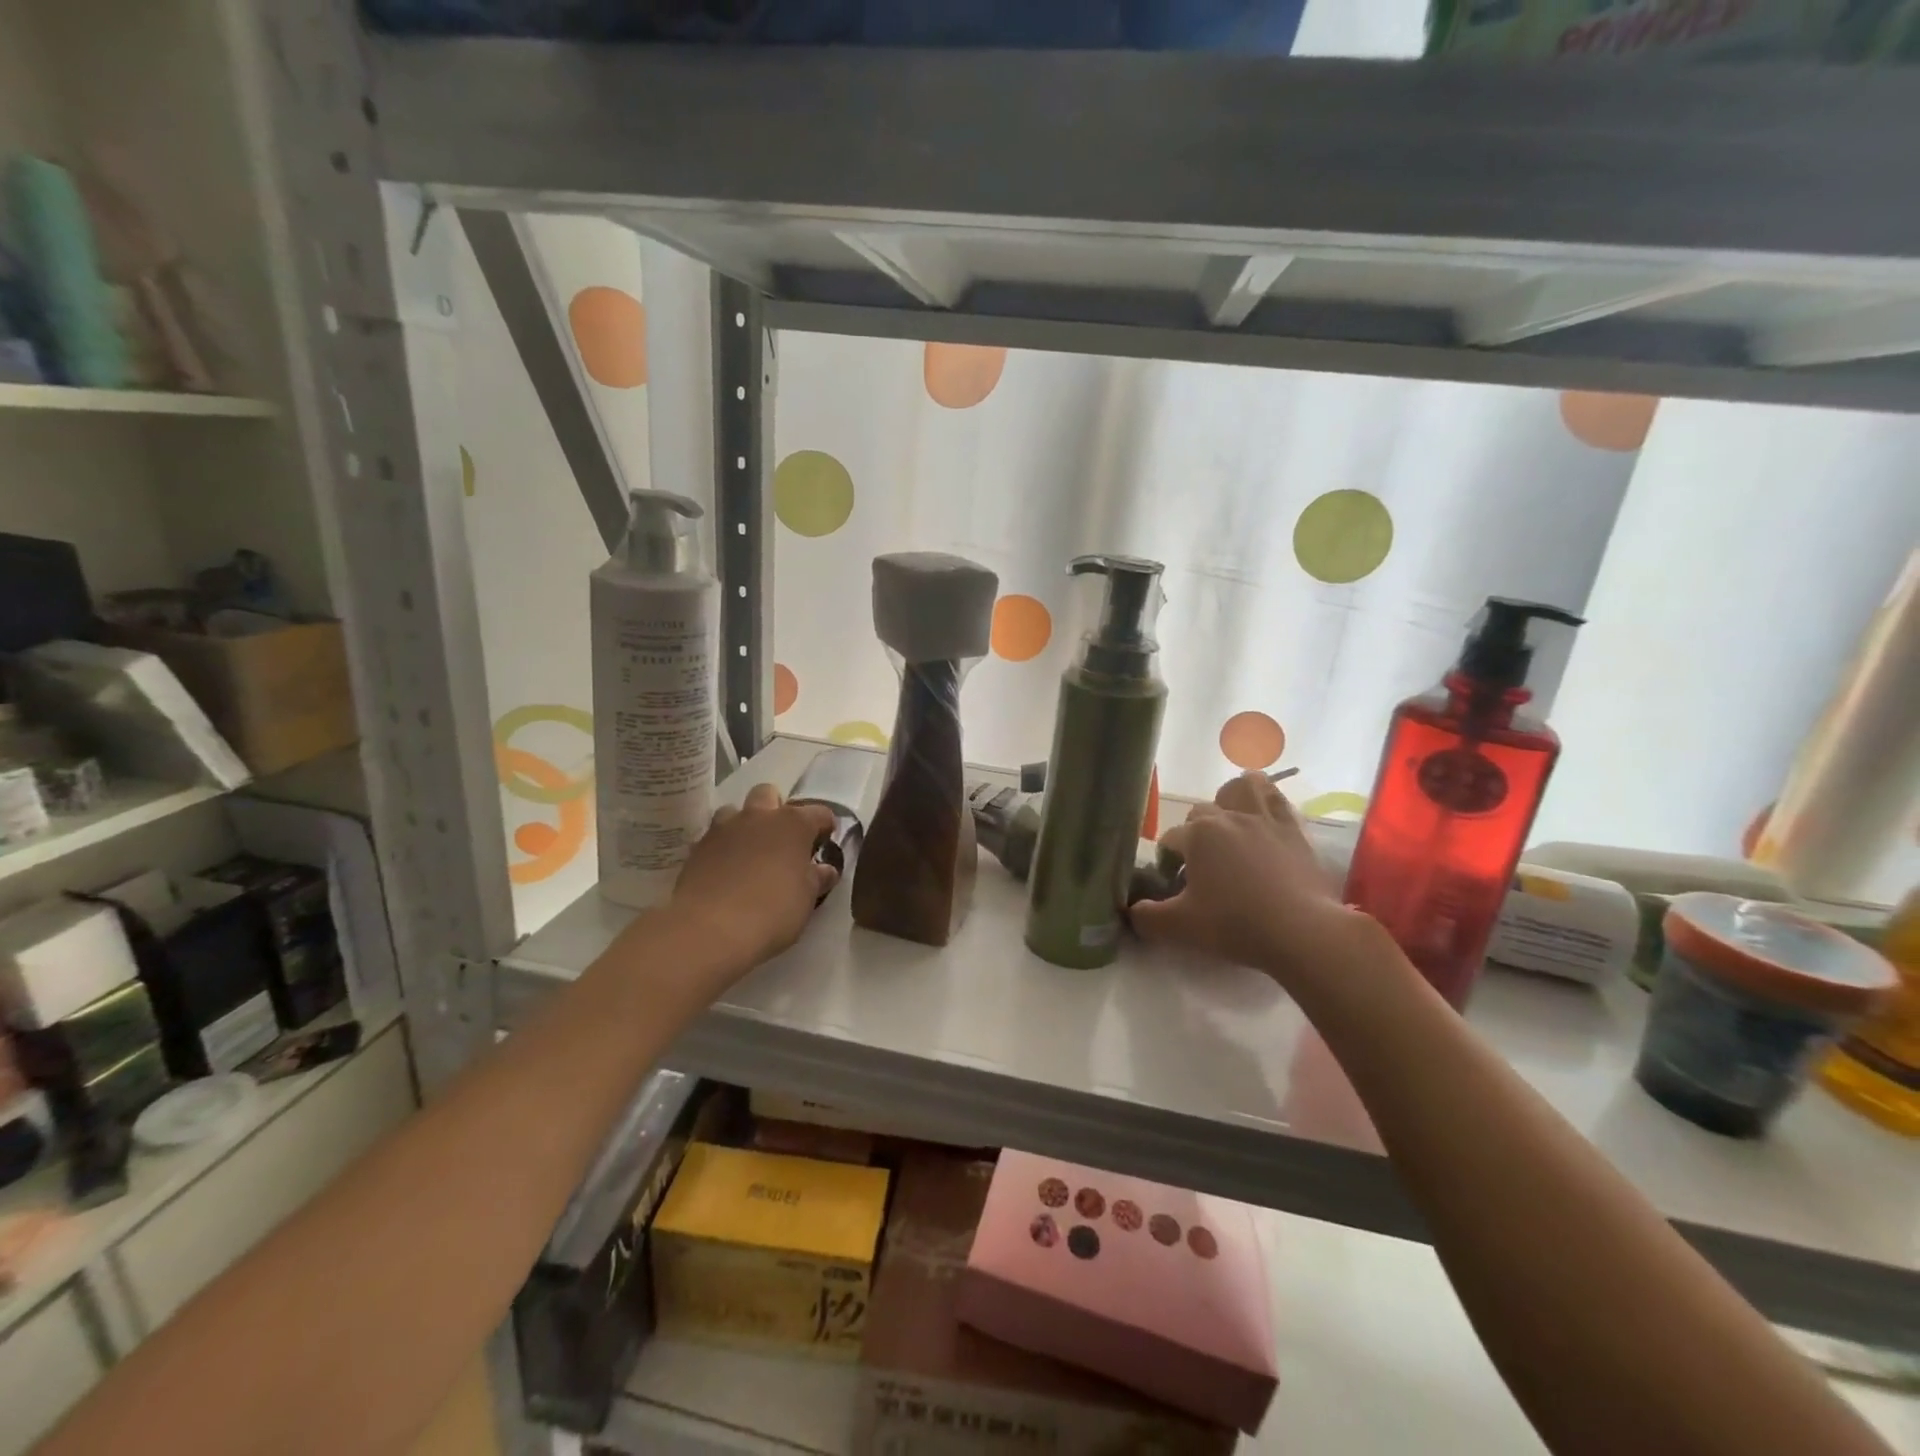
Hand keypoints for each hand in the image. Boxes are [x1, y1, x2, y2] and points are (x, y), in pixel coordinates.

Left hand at [670, 783, 837, 967]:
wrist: (710, 930)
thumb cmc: (772, 911)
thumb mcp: (806, 899)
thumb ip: (817, 878)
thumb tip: (825, 869)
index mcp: (793, 823)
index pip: (819, 813)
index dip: (825, 827)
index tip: (824, 844)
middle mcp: (758, 816)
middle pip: (768, 794)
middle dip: (776, 810)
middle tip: (781, 841)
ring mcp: (723, 829)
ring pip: (735, 811)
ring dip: (744, 825)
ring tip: (749, 853)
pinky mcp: (697, 848)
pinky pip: (714, 837)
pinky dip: (723, 848)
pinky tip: (726, 872)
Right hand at [1129, 772, 1356, 984]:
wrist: (1301, 932)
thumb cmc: (1235, 925)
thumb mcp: (1179, 928)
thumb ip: (1147, 917)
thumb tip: (1131, 911)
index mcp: (1197, 834)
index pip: (1170, 839)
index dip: (1168, 862)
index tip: (1175, 886)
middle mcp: (1228, 816)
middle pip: (1201, 813)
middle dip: (1195, 834)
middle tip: (1202, 868)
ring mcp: (1264, 818)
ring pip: (1241, 788)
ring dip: (1231, 800)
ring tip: (1231, 824)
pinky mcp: (1294, 829)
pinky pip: (1277, 799)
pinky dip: (1267, 801)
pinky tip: (1264, 818)